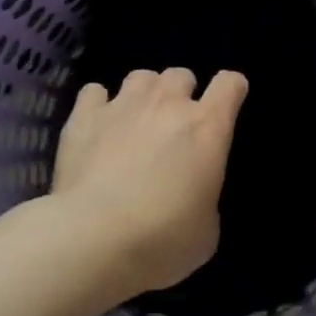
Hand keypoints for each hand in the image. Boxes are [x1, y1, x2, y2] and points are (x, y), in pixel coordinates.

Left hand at [50, 68, 247, 300]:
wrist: (92, 241)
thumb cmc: (162, 240)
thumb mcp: (206, 229)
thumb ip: (205, 195)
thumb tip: (193, 192)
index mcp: (207, 127)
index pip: (230, 83)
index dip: (231, 90)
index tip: (227, 105)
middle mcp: (168, 104)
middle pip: (181, 74)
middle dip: (181, 94)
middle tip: (173, 126)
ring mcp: (123, 105)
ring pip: (140, 76)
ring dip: (144, 94)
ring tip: (135, 121)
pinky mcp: (83, 117)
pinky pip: (94, 91)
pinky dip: (98, 104)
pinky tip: (96, 126)